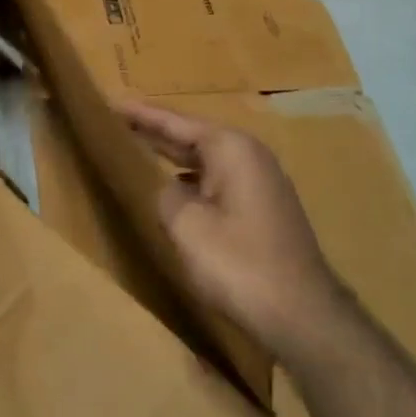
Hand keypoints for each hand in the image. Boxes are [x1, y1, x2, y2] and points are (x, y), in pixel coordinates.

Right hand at [120, 98, 340, 357]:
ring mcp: (261, 181)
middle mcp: (249, 155)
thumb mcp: (186, 226)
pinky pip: (219, 179)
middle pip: (194, 136)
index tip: (112, 103)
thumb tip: (169, 189)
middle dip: (158, 131)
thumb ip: (166, 196)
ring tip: (140, 149)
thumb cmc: (239, 263)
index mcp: (230, 148)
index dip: (142, 114)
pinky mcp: (265, 207)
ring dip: (176, 157)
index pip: (176, 122)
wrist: (303, 314)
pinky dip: (194, 179)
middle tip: (119, 122)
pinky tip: (175, 190)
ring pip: (208, 159)